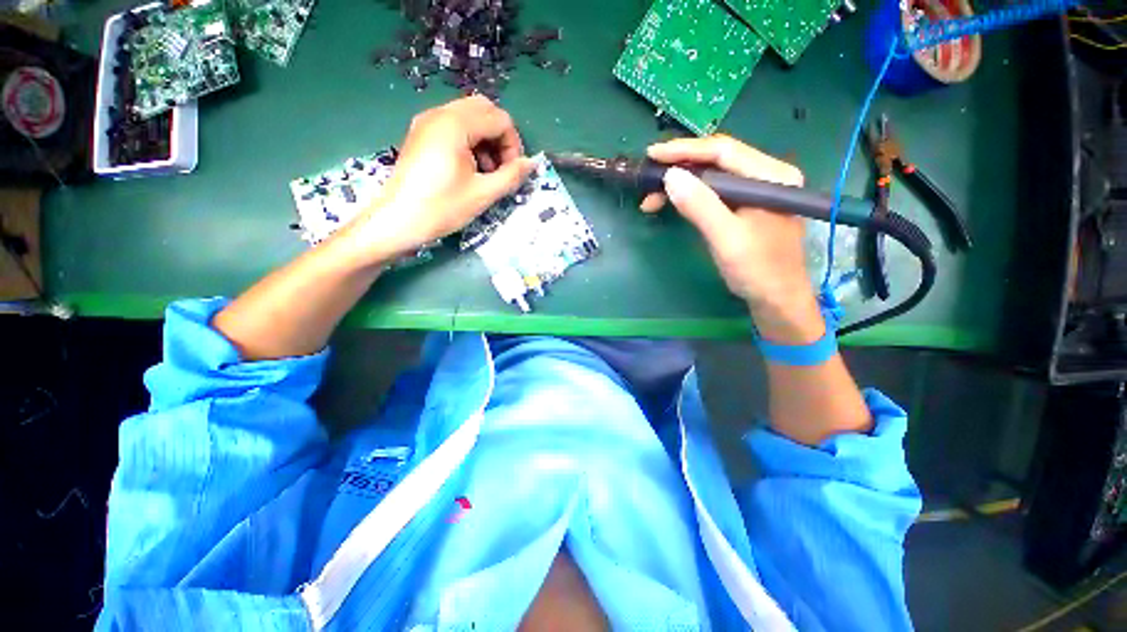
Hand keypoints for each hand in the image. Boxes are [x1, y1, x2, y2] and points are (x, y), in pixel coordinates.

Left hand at [341, 96, 535, 263]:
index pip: (500, 119)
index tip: (511, 173)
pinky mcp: (421, 133)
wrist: (398, 220)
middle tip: (501, 168)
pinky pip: (454, 125)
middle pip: (485, 109)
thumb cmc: (442, 208)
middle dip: (500, 138)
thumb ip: (511, 176)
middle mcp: (440, 114)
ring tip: (485, 172)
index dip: (513, 145)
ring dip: (486, 139)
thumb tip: (532, 163)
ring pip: (470, 116)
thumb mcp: (483, 194)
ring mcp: (427, 122)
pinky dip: (470, 140)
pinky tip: (468, 168)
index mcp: (455, 125)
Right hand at [642, 135, 822, 342]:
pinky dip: (689, 197)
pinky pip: (713, 193)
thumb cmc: (757, 270)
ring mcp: (755, 191)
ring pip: (711, 177)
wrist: (776, 299)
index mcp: (771, 176)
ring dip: (680, 184)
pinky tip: (672, 202)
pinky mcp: (744, 206)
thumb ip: (700, 206)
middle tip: (648, 182)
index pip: (723, 151)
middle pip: (717, 160)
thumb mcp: (727, 238)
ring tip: (652, 198)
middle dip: (679, 168)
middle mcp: (766, 176)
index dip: (685, 150)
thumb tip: (670, 176)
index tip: (652, 155)